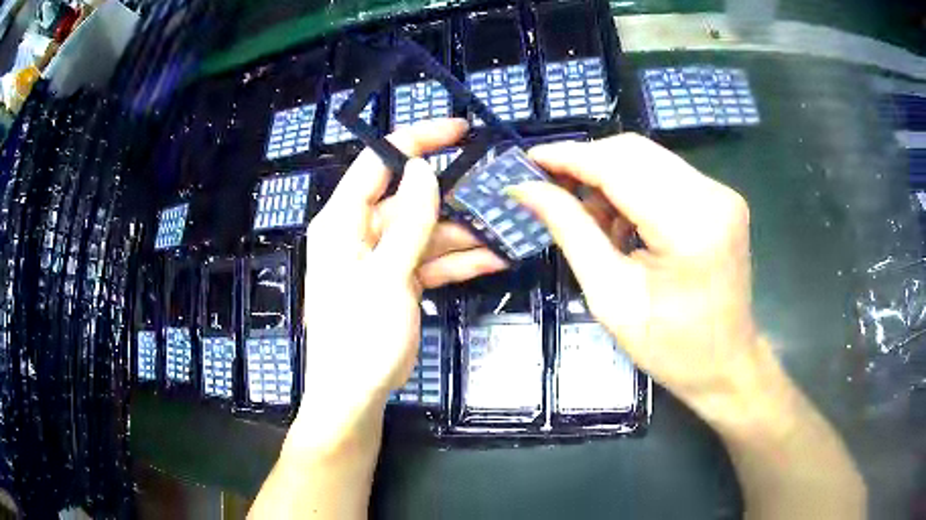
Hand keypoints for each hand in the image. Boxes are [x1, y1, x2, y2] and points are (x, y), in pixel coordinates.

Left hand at [287, 119, 503, 454]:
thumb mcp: (386, 276)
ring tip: (505, 230)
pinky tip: (492, 259)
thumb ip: (408, 222)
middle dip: (454, 197)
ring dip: (464, 234)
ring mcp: (381, 258)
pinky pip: (430, 261)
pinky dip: (457, 261)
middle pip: (411, 199)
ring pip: (427, 232)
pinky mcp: (397, 281)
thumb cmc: (360, 337)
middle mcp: (360, 232)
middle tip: (496, 190)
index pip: (379, 163)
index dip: (418, 141)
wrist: (355, 395)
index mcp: (342, 221)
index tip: (459, 131)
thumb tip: (422, 169)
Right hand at [508, 133, 757, 414]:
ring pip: (647, 158)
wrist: (726, 363)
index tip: (529, 161)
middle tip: (549, 186)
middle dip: (585, 163)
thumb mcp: (611, 298)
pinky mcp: (720, 198)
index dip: (569, 158)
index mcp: (690, 228)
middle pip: (634, 152)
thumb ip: (571, 233)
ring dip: (608, 176)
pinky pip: (664, 173)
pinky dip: (632, 186)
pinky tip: (619, 221)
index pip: (619, 167)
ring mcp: (720, 194)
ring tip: (587, 215)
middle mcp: (712, 197)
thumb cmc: (670, 348)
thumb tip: (527, 191)